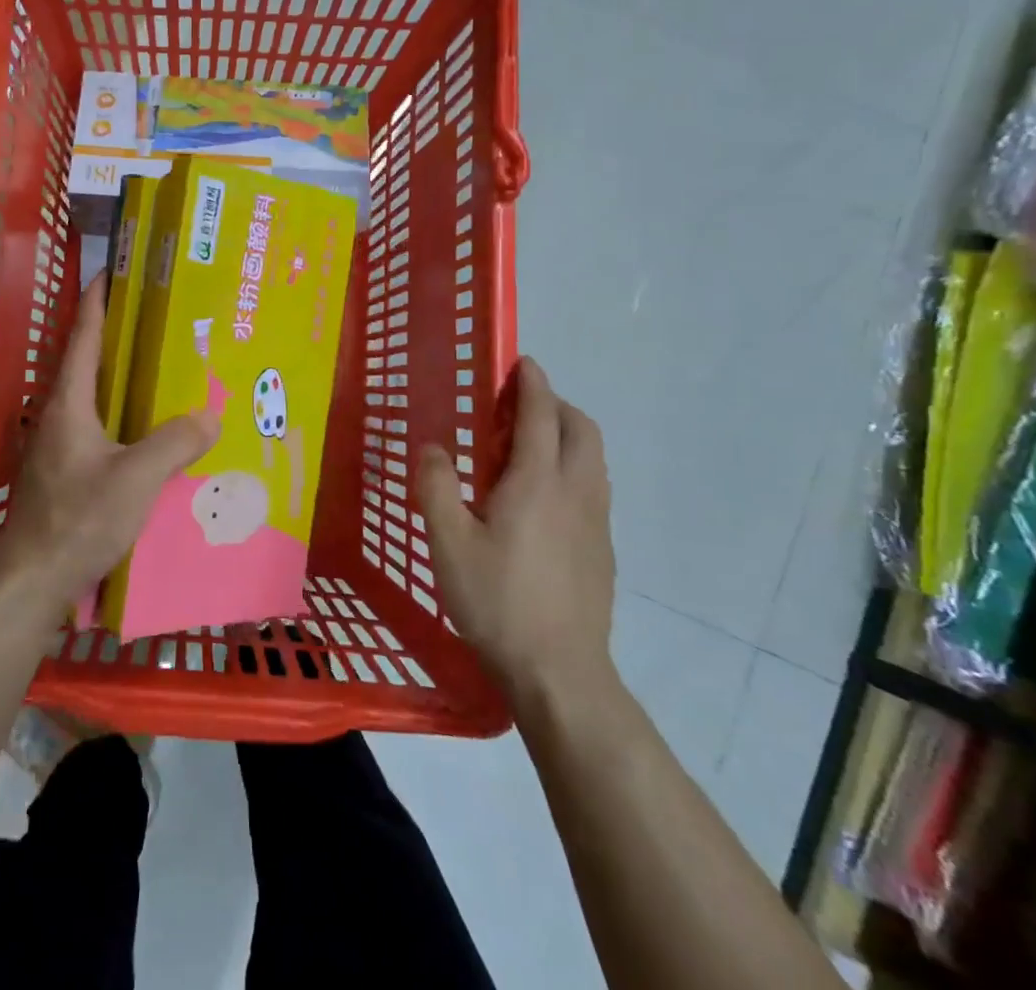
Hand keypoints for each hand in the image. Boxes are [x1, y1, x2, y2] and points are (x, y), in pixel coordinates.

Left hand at [0, 274, 221, 617]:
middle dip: (115, 337)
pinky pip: (96, 430)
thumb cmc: (79, 519)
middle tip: (154, 320)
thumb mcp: (136, 478)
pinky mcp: (61, 475)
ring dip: (118, 380)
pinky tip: (146, 434)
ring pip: (91, 400)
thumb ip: (174, 443)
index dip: (96, 302)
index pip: (82, 338)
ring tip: (158, 372)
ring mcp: (55, 448)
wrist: (31, 581)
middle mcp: (57, 417)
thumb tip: (209, 414)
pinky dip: (120, 417)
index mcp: (68, 404)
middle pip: (86, 364)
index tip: (111, 272)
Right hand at [418, 358, 616, 712]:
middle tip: (518, 406)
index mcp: (537, 482)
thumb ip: (436, 487)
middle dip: (556, 404)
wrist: (560, 673)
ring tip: (527, 448)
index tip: (521, 362)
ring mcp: (596, 523)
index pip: (541, 415)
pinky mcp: (603, 550)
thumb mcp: (448, 542)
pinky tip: (540, 500)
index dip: (532, 383)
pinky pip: (593, 488)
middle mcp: (576, 492)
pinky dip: (573, 468)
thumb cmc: (497, 601)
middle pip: (581, 429)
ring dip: (568, 436)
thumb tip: (433, 447)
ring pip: (593, 459)